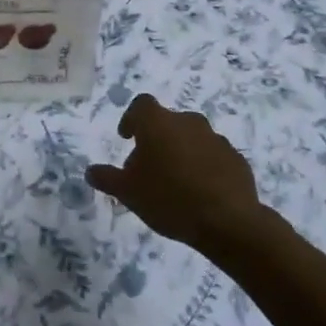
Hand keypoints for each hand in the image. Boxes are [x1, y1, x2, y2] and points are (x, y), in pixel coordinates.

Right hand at [86, 94, 266, 257]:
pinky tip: (200, 192)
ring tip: (175, 183)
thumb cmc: (168, 199)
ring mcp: (216, 138)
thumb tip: (90, 171)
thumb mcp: (128, 192)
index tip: (127, 138)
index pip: (141, 105)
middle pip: (167, 122)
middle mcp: (188, 121)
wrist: (227, 221)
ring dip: (181, 152)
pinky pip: (212, 156)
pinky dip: (203, 166)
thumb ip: (107, 178)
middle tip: (148, 168)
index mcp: (159, 123)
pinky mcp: (236, 158)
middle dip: (156, 140)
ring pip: (191, 138)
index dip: (131, 119)